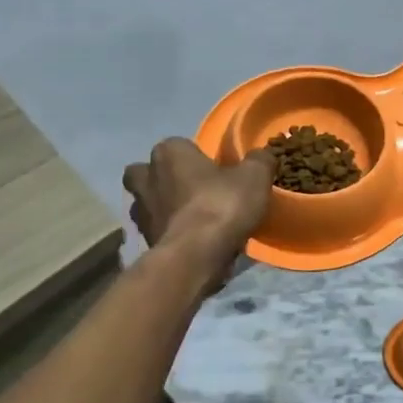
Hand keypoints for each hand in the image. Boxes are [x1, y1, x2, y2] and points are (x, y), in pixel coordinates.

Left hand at [122, 138, 273, 292]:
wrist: (195, 257)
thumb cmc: (221, 205)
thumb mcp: (255, 176)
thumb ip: (259, 161)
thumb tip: (261, 155)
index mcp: (168, 153)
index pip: (179, 146)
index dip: (197, 157)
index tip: (217, 171)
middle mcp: (146, 178)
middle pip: (150, 173)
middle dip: (165, 180)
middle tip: (193, 191)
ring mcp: (140, 212)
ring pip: (149, 203)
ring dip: (165, 209)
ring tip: (194, 220)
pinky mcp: (144, 241)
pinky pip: (158, 231)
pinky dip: (171, 234)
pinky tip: (193, 242)